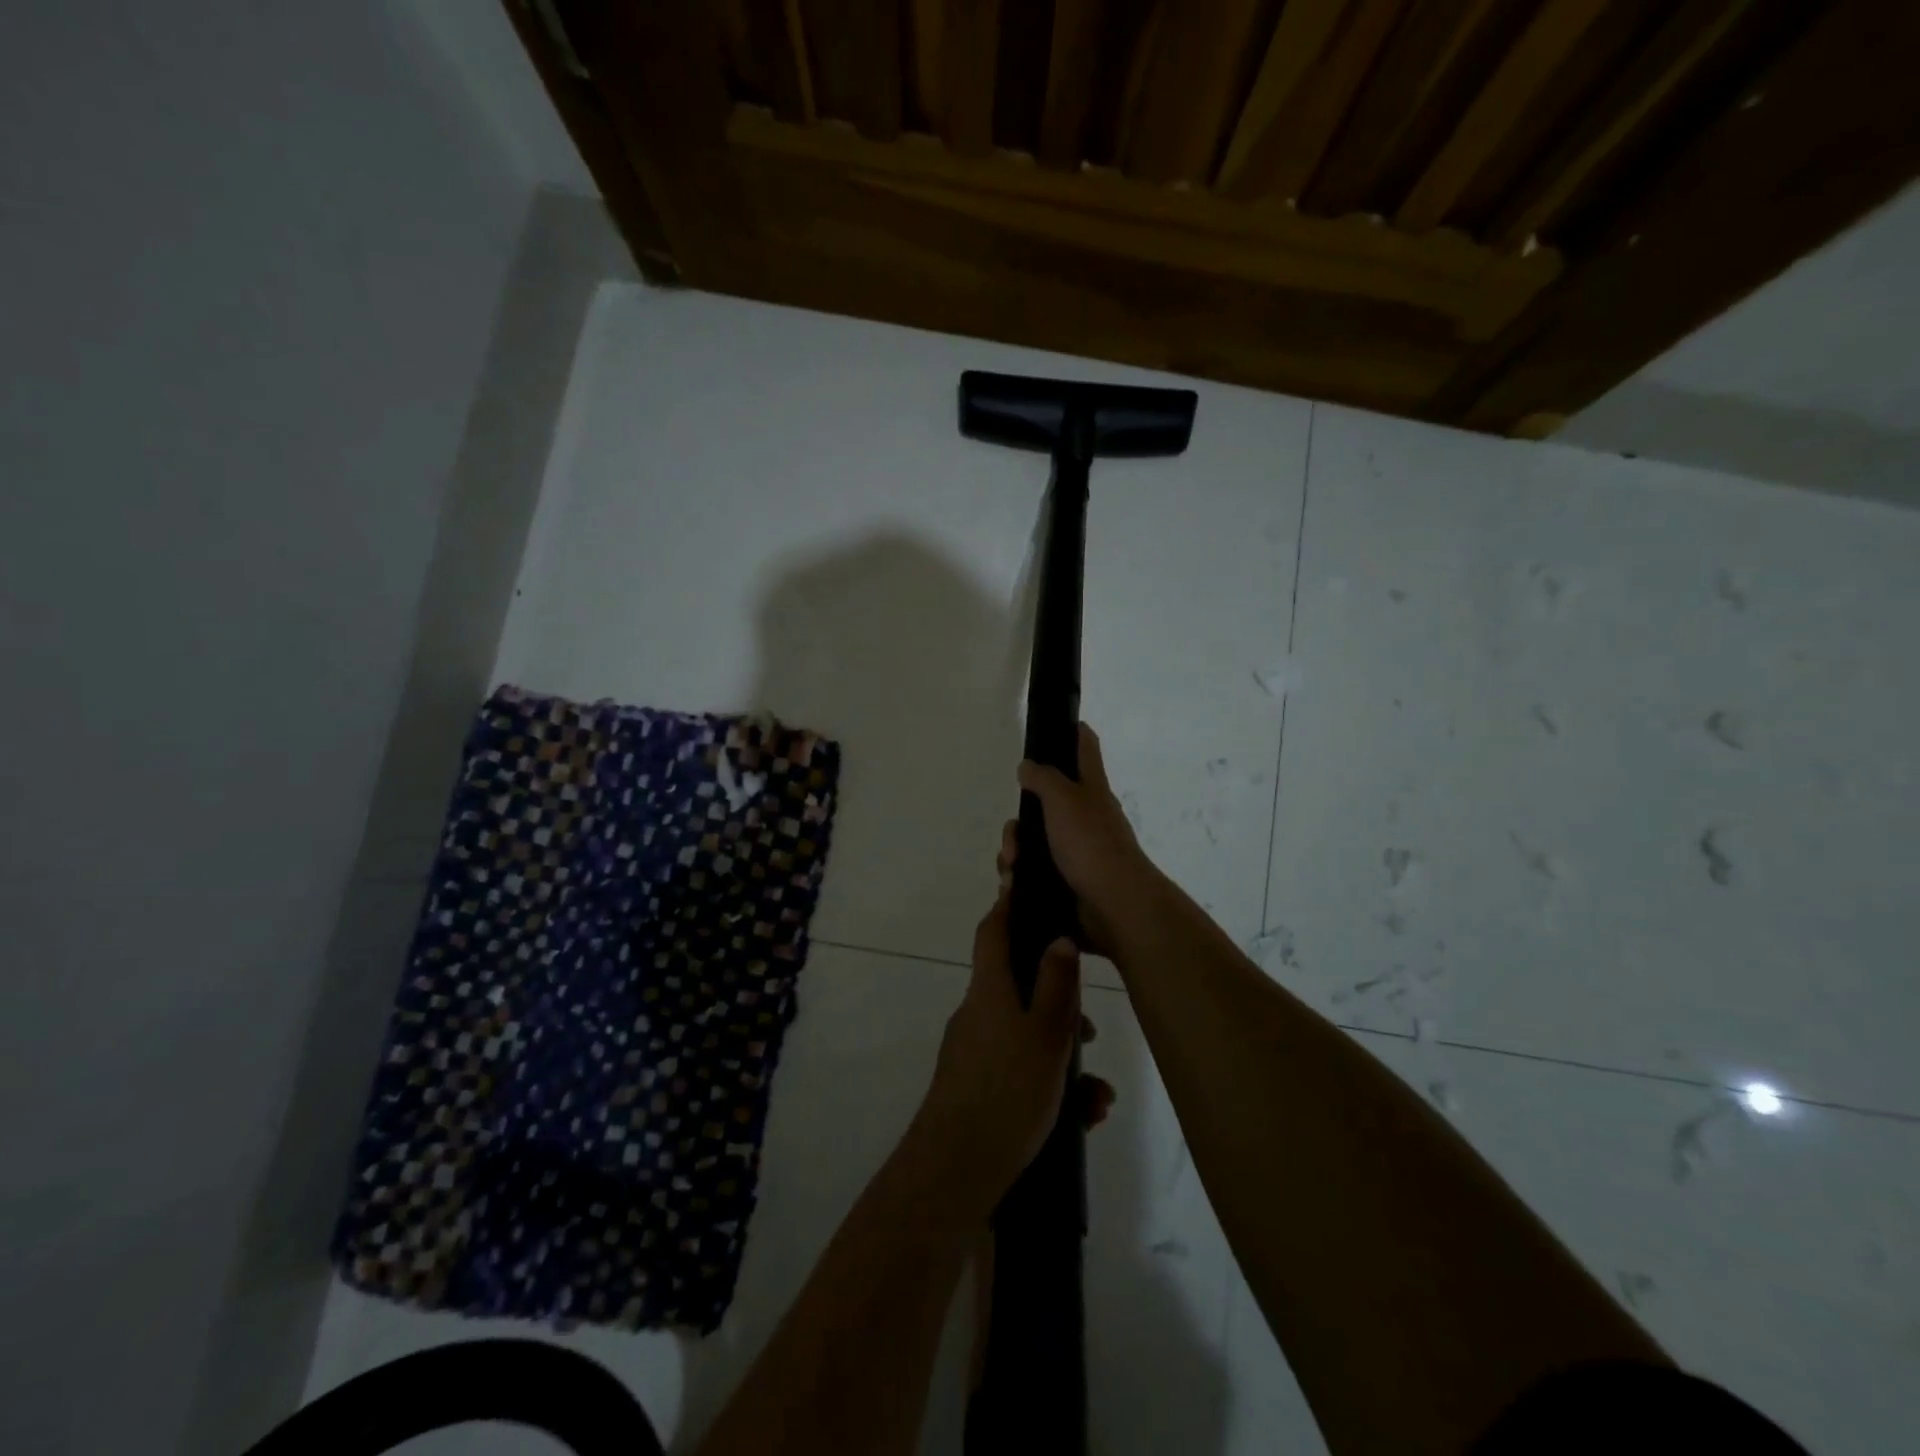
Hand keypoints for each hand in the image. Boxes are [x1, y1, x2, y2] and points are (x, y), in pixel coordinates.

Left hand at [917, 892, 1115, 1210]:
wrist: (956, 1168)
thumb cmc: (1007, 1090)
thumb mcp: (1046, 1035)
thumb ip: (1056, 985)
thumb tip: (1058, 938)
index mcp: (989, 991)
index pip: (994, 932)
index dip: (1008, 907)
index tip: (1026, 889)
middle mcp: (977, 1014)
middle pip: (1019, 988)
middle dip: (1059, 1005)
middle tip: (1089, 1030)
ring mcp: (974, 1052)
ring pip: (1026, 1037)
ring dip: (1062, 1057)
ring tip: (1097, 1094)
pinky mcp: (976, 1088)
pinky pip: (1019, 1072)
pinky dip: (1050, 1086)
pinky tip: (1084, 1117)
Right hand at [1014, 723, 1160, 951]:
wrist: (1114, 906)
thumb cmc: (1091, 844)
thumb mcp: (1064, 799)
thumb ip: (1043, 778)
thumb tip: (1028, 766)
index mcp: (1090, 790)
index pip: (1084, 747)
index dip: (1072, 731)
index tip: (1052, 726)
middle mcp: (1085, 818)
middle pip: (1044, 805)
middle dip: (1019, 822)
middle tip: (1013, 840)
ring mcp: (1077, 851)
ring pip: (1034, 843)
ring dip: (1015, 854)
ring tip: (1011, 871)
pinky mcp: (1068, 881)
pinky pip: (1035, 873)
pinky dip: (1021, 879)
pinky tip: (1013, 888)